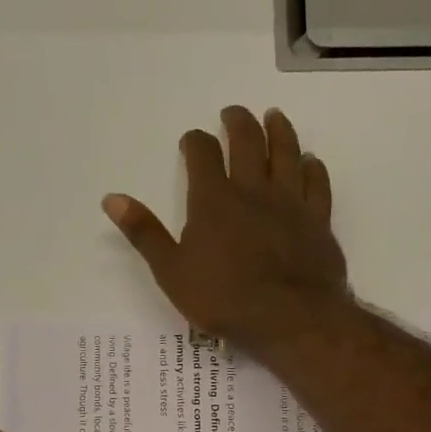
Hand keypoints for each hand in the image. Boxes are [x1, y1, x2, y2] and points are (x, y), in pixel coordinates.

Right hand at [102, 106, 348, 353]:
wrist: (290, 318)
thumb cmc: (224, 299)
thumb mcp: (172, 272)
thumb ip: (144, 233)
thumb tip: (112, 198)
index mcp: (214, 200)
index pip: (202, 155)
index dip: (195, 142)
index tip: (191, 140)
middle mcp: (253, 190)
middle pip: (247, 142)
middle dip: (238, 123)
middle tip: (233, 113)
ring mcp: (290, 203)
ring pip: (287, 153)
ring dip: (279, 131)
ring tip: (274, 117)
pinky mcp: (318, 221)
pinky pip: (318, 184)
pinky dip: (313, 168)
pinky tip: (311, 161)